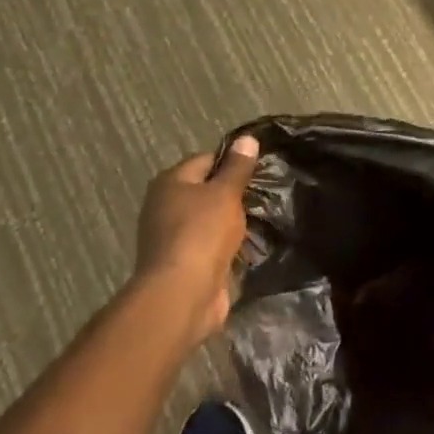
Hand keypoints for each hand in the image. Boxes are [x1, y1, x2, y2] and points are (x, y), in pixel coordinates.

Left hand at [133, 136, 259, 343]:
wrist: (182, 294)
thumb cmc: (202, 233)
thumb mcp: (225, 193)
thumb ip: (238, 167)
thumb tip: (247, 138)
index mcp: (171, 182)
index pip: (207, 160)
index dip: (234, 162)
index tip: (262, 168)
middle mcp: (166, 206)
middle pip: (207, 191)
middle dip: (236, 194)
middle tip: (268, 194)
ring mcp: (173, 237)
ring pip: (211, 220)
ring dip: (234, 222)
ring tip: (267, 218)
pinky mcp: (185, 263)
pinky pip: (212, 246)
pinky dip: (230, 246)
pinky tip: (253, 245)